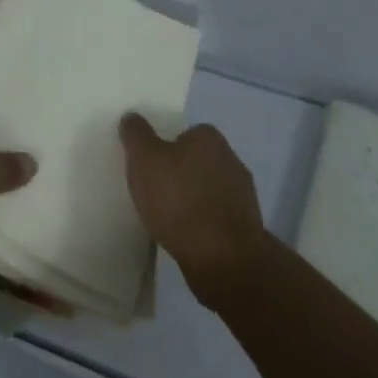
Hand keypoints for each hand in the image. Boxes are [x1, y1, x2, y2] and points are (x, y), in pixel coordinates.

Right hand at [120, 114, 268, 305]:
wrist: (223, 259)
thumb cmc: (179, 200)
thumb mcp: (144, 159)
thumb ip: (136, 134)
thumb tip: (132, 118)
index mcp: (209, 138)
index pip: (183, 134)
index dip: (164, 148)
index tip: (149, 167)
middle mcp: (231, 159)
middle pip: (196, 161)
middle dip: (179, 174)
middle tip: (154, 192)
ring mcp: (243, 195)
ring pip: (207, 190)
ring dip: (192, 200)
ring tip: (167, 219)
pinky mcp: (245, 226)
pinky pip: (215, 217)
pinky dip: (202, 224)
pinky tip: (186, 237)